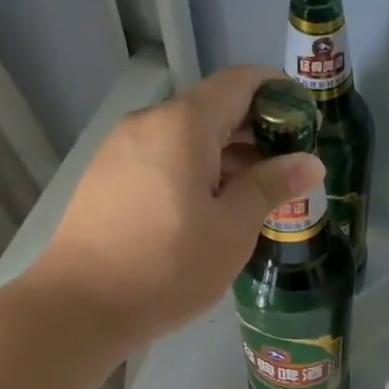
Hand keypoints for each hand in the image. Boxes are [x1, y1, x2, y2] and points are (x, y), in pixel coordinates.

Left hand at [32, 66, 324, 348]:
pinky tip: (207, 212)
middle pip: (211, 110)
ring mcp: (119, 150)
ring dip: (223, 158)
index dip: (278, 94)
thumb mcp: (232, 230)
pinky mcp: (104, 179)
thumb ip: (271, 187)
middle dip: (254, 134)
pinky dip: (191, 173)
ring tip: (253, 199)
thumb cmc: (167, 266)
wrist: (79, 306)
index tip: (306, 123)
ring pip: (184, 139)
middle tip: (288, 173)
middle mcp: (147, 123)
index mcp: (183, 124)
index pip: (239, 82)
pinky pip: (160, 160)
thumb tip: (309, 163)